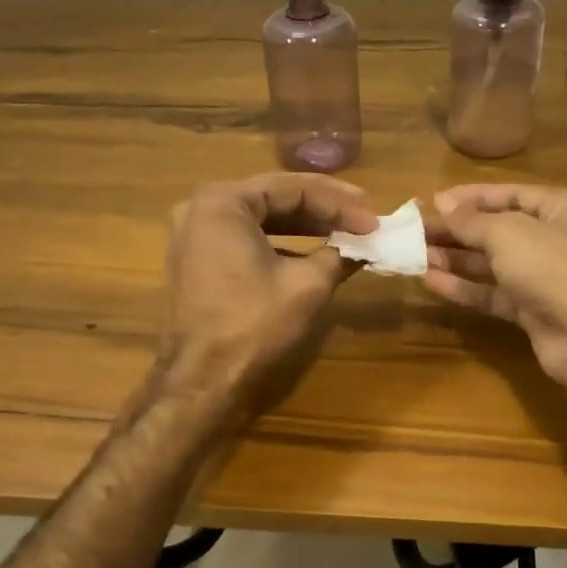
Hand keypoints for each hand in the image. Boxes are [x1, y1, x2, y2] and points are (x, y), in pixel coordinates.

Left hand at [159, 173, 377, 408]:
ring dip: (304, 226)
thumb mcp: (307, 284)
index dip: (339, 204)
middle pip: (274, 199)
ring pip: (260, 219)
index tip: (373, 219)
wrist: (203, 378)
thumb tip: (364, 246)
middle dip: (323, 210)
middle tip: (363, 218)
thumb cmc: (254, 323)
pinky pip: (245, 239)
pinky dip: (280, 243)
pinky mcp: (196, 262)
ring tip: (344, 232)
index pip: (293, 189)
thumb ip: (339, 254)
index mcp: (223, 202)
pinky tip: (312, 253)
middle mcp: (201, 208)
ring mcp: (193, 236)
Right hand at [425, 184, 566, 384]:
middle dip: (457, 230)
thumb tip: (443, 202)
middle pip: (498, 229)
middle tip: (417, 230)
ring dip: (455, 258)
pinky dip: (464, 286)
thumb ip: (471, 220)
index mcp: (563, 208)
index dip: (471, 197)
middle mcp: (556, 238)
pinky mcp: (532, 308)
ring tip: (416, 254)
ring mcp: (544, 276)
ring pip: (492, 262)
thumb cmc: (553, 267)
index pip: (510, 194)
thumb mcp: (508, 234)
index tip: (433, 200)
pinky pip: (493, 292)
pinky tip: (431, 280)